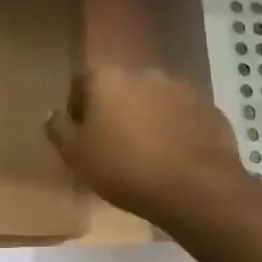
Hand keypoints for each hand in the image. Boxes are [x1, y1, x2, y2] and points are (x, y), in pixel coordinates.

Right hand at [46, 65, 247, 230]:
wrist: (195, 188)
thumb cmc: (124, 169)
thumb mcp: (77, 156)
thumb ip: (59, 130)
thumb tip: (52, 114)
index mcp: (108, 79)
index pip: (82, 82)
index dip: (78, 107)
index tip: (81, 135)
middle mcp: (145, 74)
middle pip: (120, 88)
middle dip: (114, 110)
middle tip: (112, 144)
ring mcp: (182, 89)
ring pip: (153, 100)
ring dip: (146, 118)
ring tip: (146, 153)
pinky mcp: (209, 109)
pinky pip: (182, 116)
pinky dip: (174, 129)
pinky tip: (173, 157)